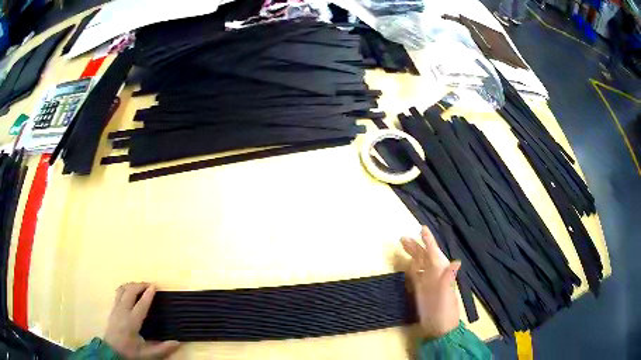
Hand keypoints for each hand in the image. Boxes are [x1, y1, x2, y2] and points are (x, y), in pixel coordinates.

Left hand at [104, 282, 179, 358]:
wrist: (112, 352)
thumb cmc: (130, 352)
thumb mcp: (147, 354)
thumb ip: (163, 349)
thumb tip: (178, 342)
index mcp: (131, 322)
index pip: (140, 305)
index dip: (148, 295)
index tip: (155, 286)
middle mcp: (122, 312)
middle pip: (129, 292)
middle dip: (140, 286)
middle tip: (150, 285)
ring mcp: (115, 308)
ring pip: (122, 290)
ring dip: (132, 285)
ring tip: (141, 287)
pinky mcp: (112, 308)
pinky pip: (118, 293)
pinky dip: (126, 289)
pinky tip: (131, 292)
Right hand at [401, 226, 461, 338]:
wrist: (439, 328)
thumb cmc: (445, 312)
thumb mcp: (448, 296)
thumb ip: (449, 279)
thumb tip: (457, 261)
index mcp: (441, 273)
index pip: (434, 253)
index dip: (429, 241)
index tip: (422, 228)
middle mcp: (434, 274)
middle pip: (424, 256)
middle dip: (415, 246)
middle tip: (403, 237)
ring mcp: (426, 282)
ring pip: (418, 264)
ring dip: (412, 254)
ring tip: (402, 245)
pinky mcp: (420, 290)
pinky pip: (414, 275)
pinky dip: (410, 267)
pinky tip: (406, 263)